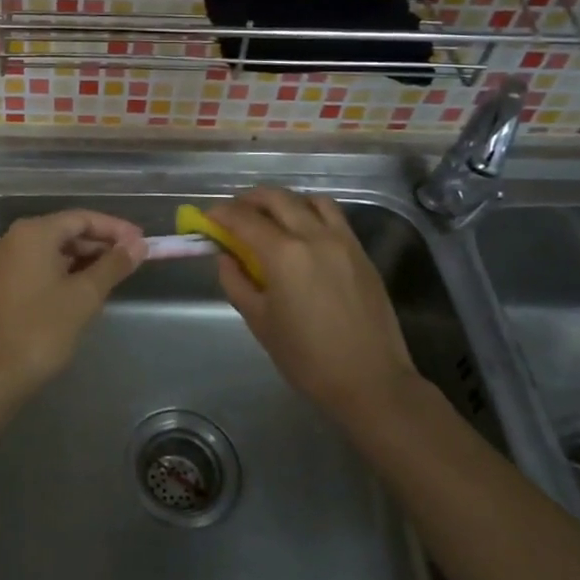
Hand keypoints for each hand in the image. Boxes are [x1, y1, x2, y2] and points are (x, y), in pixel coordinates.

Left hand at [0, 209, 145, 402]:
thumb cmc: (43, 329)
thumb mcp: (85, 295)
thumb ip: (113, 265)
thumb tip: (139, 245)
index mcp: (32, 232)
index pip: (81, 218)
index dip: (115, 228)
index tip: (142, 241)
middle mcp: (13, 238)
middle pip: (65, 230)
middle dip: (100, 242)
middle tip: (133, 257)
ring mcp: (4, 260)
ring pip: (52, 248)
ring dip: (84, 257)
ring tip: (116, 271)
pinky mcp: (1, 281)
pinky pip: (39, 264)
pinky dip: (64, 269)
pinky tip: (87, 283)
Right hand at [206, 187, 419, 428]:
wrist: (371, 381)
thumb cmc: (307, 358)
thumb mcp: (259, 321)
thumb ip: (236, 282)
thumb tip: (226, 257)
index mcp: (283, 254)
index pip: (244, 218)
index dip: (221, 214)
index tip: (208, 218)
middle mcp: (313, 236)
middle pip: (276, 198)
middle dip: (249, 200)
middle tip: (234, 213)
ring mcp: (342, 241)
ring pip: (309, 200)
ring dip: (284, 201)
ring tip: (271, 217)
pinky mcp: (361, 252)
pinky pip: (333, 216)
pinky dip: (311, 212)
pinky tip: (302, 232)